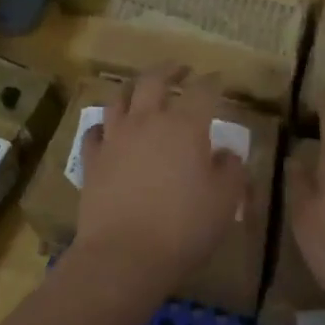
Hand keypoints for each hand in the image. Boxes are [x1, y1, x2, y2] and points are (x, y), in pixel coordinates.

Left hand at [74, 65, 250, 298]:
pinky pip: (94, 132)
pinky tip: (107, 130)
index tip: (218, 78)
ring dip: (132, 89)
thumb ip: (231, 171)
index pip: (202, 91)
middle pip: (154, 80)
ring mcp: (115, 138)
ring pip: (119, 99)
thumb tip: (226, 154)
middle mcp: (147, 121)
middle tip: (180, 68)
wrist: (124, 255)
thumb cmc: (183, 228)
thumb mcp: (224, 202)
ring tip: (140, 91)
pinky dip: (103, 126)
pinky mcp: (92, 159)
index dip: (212, 82)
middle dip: (169, 69)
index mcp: (185, 127)